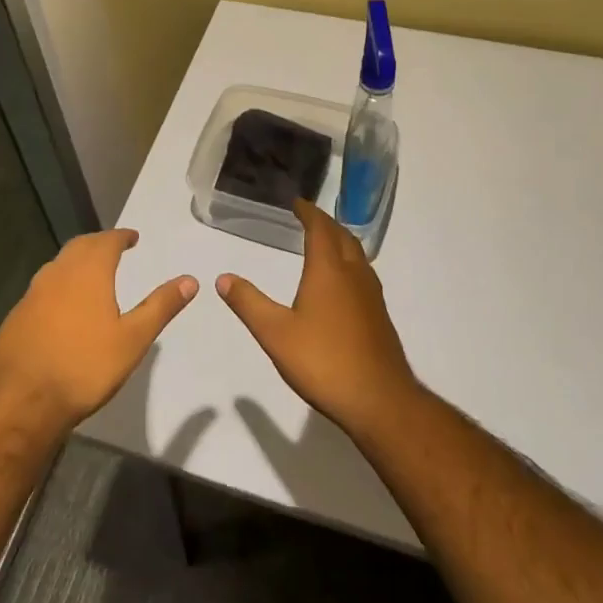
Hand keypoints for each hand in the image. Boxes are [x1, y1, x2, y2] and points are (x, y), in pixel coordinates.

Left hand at [0, 229, 197, 426]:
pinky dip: (58, 286)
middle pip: (79, 247)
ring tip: (90, 274)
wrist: (21, 401)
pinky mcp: (15, 317)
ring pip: (58, 266)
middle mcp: (58, 274)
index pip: (107, 241)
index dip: (121, 236)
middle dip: (98, 244)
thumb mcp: (133, 339)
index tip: (132, 237)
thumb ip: (161, 306)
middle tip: (112, 248)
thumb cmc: (84, 366)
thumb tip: (190, 280)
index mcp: (88, 272)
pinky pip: (42, 289)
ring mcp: (32, 294)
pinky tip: (62, 307)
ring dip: (76, 263)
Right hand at [217, 200, 418, 438]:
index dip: (308, 212)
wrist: (379, 400)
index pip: (320, 229)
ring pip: (357, 255)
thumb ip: (249, 304)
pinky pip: (363, 274)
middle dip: (325, 223)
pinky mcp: (379, 316)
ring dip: (341, 241)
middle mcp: (354, 274)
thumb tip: (223, 278)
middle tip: (309, 218)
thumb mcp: (275, 334)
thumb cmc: (324, 361)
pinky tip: (342, 284)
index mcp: (329, 271)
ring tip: (326, 243)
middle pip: (342, 236)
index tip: (298, 202)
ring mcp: (371, 295)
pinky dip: (350, 263)